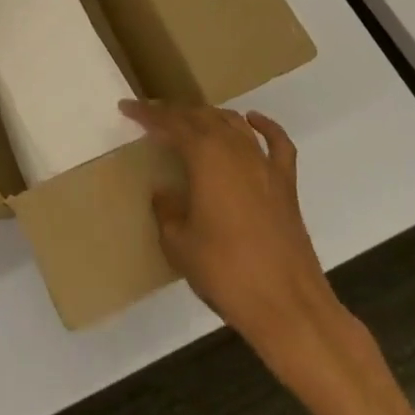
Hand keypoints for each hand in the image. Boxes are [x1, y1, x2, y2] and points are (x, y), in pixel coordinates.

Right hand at [121, 99, 351, 377]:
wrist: (288, 306)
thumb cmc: (225, 272)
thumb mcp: (178, 244)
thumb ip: (167, 211)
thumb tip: (165, 194)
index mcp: (205, 157)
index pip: (171, 123)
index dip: (147, 114)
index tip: (126, 107)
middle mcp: (235, 150)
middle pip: (202, 116)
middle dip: (175, 112)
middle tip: (153, 117)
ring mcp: (264, 165)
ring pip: (234, 124)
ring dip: (209, 116)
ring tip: (190, 121)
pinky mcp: (286, 185)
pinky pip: (277, 143)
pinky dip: (264, 127)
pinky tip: (252, 121)